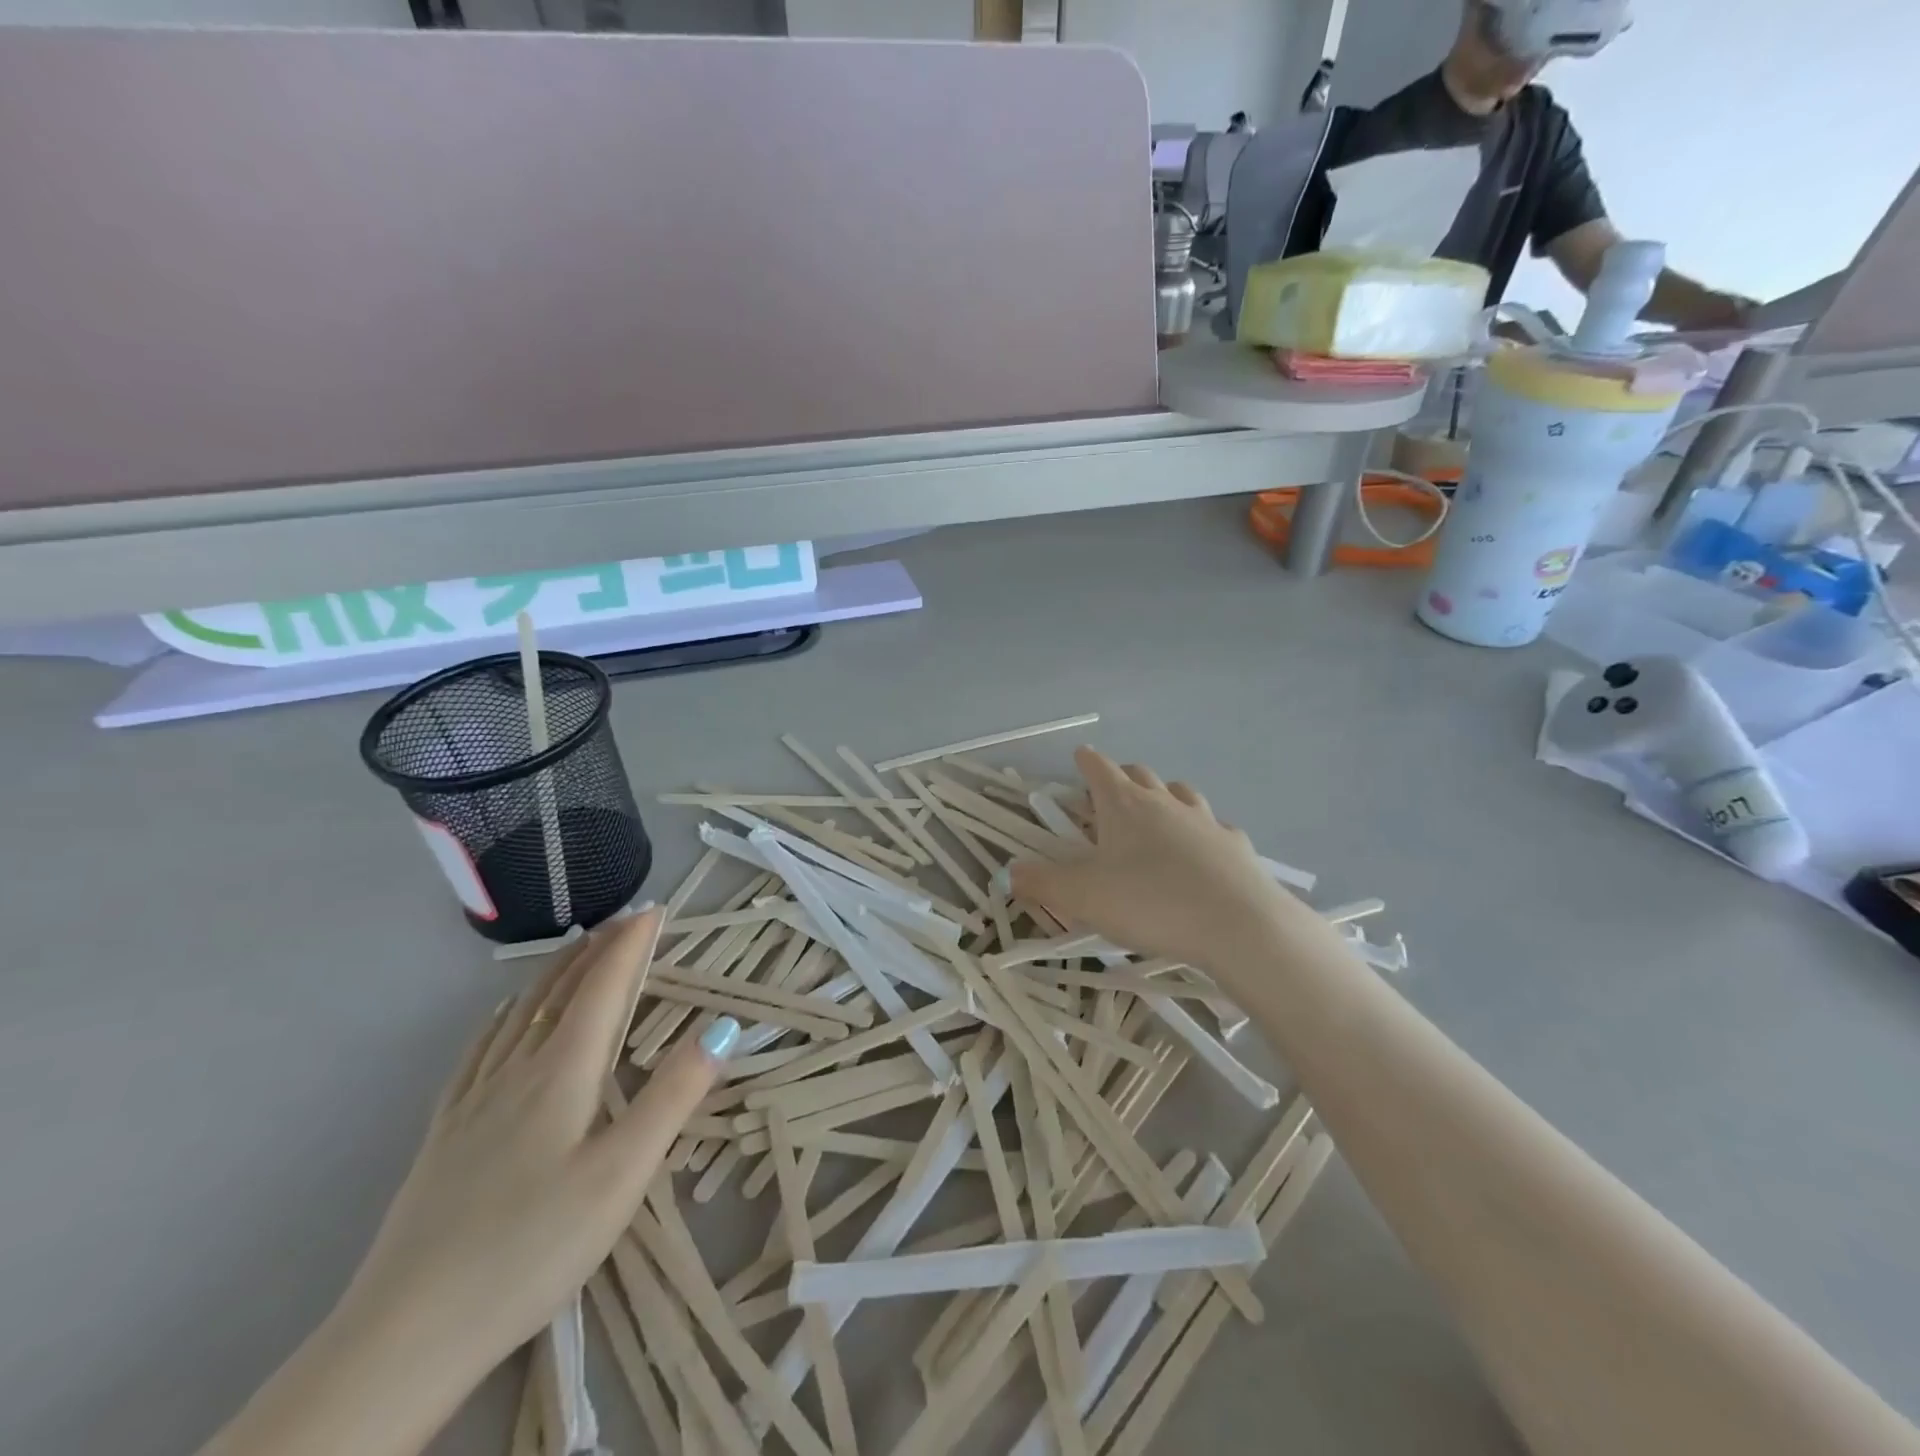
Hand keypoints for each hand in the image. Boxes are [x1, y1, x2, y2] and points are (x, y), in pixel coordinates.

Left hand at [337, 909, 724, 1383]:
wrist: (405, 1336)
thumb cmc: (532, 1247)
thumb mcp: (622, 1173)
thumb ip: (674, 1095)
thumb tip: (722, 1027)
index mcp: (562, 1071)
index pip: (603, 986)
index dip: (630, 944)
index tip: (655, 909)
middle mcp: (517, 1070)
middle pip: (560, 990)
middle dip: (596, 948)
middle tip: (625, 920)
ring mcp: (474, 1101)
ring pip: (520, 1012)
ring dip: (555, 972)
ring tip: (577, 950)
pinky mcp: (445, 1133)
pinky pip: (480, 1049)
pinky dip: (505, 1015)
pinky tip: (503, 1018)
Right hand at [1010, 748, 1318, 975]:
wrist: (1237, 925)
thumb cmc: (1148, 902)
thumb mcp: (1081, 898)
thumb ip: (1041, 883)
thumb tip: (1011, 872)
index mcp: (1123, 805)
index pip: (1099, 768)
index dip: (1086, 761)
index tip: (1079, 756)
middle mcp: (1164, 802)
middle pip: (1140, 774)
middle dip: (1122, 776)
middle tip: (1111, 792)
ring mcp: (1205, 820)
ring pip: (1181, 793)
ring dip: (1164, 796)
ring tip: (1156, 814)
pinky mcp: (1235, 845)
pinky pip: (1215, 827)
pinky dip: (1202, 832)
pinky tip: (1201, 852)